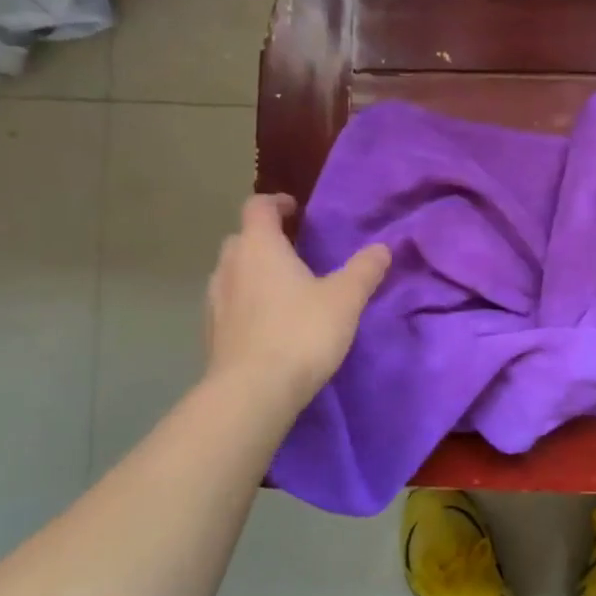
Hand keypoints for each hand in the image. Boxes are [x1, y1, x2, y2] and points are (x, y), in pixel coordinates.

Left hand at [204, 194, 390, 405]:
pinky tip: (269, 324)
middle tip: (295, 252)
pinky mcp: (212, 334)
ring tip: (284, 289)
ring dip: (254, 273)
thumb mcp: (345, 299)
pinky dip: (247, 303)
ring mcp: (215, 301)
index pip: (258, 207)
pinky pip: (229, 304)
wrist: (252, 393)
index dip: (277, 202)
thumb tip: (382, 248)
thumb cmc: (300, 333)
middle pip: (242, 239)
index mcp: (259, 247)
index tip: (296, 209)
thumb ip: (364, 270)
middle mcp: (229, 267)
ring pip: (233, 273)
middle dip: (266, 239)